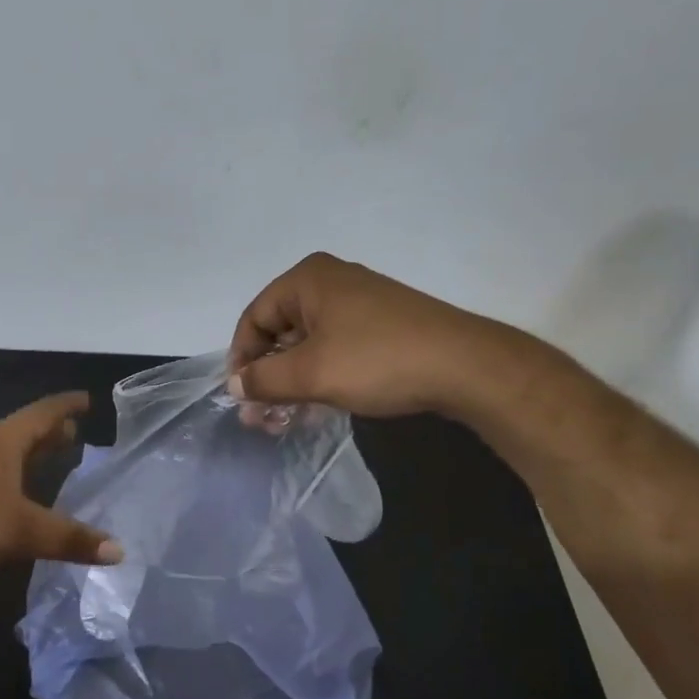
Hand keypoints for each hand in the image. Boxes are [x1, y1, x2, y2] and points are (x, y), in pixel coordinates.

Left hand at [0, 393, 123, 580]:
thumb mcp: (23, 532)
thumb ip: (70, 539)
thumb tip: (118, 550)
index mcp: (3, 443)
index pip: (43, 413)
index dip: (67, 405)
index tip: (87, 399)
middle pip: (24, 430)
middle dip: (51, 431)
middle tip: (76, 433)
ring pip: (6, 452)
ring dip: (30, 453)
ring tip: (51, 461)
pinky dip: (13, 474)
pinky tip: (16, 496)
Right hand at [227, 252, 525, 417]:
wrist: (464, 366)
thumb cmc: (376, 360)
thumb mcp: (311, 373)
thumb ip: (264, 380)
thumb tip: (234, 385)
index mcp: (307, 279)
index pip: (254, 317)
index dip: (241, 358)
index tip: (241, 397)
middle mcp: (330, 282)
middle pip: (279, 330)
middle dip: (267, 375)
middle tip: (261, 416)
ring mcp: (359, 302)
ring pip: (307, 343)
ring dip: (291, 381)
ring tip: (285, 419)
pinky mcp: (380, 324)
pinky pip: (334, 347)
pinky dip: (319, 375)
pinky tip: (317, 407)